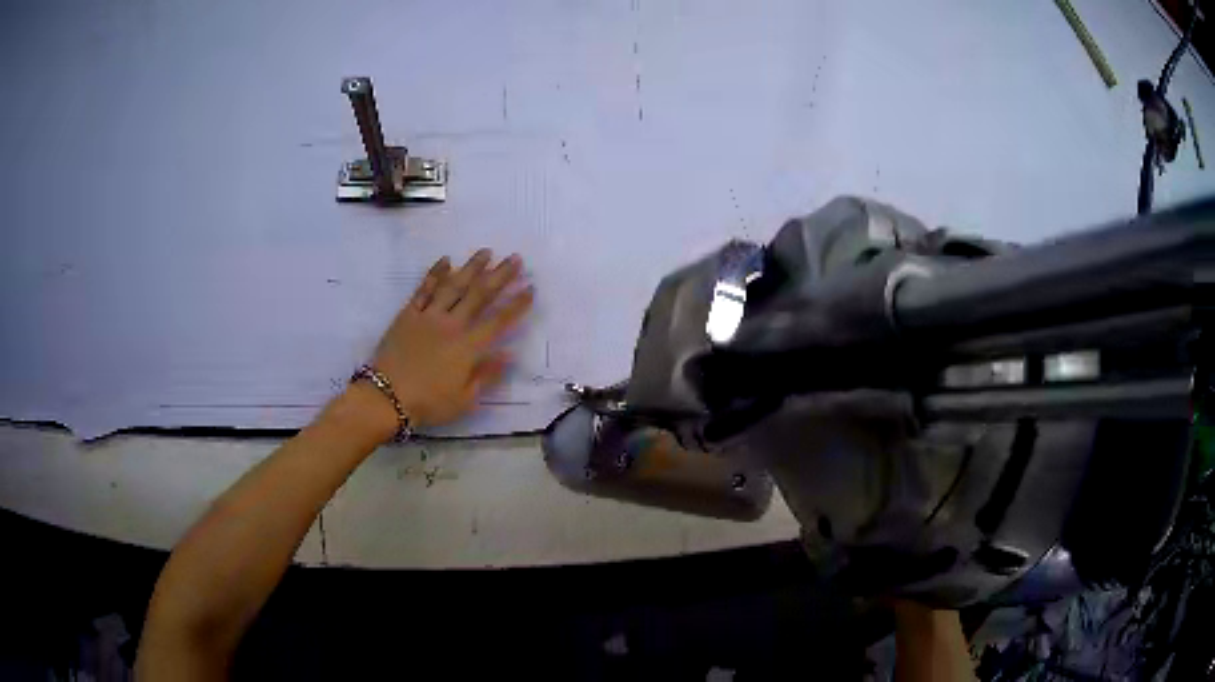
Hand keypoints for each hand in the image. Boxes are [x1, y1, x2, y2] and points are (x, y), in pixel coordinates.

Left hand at [365, 249, 532, 428]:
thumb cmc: (428, 403)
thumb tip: (510, 355)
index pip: (498, 321)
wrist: (386, 396)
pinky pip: (424, 289)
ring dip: (471, 267)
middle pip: (480, 295)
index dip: (517, 304)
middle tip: (515, 258)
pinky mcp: (408, 314)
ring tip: (486, 252)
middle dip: (500, 276)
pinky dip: (435, 273)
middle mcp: (452, 324)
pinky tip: (446, 260)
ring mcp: (429, 316)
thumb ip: (487, 375)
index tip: (531, 288)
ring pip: (454, 286)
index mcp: (468, 347)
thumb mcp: (464, 399)